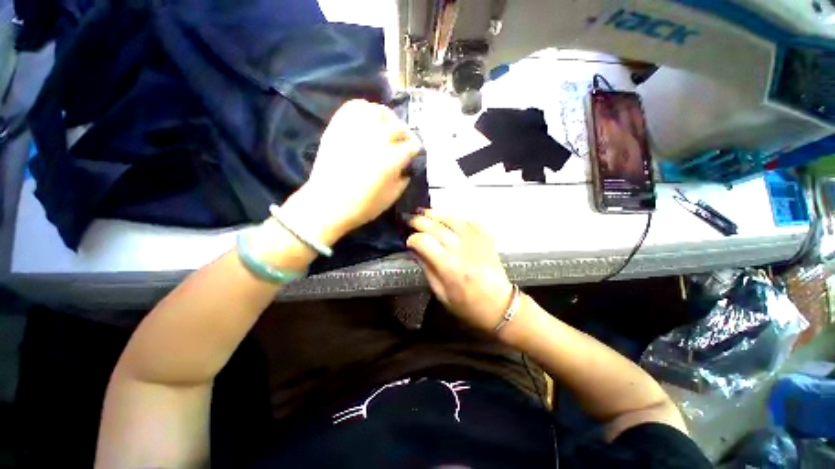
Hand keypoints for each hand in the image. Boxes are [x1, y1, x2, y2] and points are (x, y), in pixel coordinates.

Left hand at [285, 99, 421, 245]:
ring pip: (379, 112)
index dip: (415, 150)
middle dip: (405, 135)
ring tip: (388, 127)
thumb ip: (403, 179)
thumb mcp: (391, 197)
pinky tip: (370, 120)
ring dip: (388, 118)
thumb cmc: (362, 206)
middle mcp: (377, 139)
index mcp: (391, 159)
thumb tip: (406, 167)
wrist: (327, 204)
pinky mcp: (339, 127)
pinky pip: (355, 107)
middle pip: (398, 127)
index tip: (415, 153)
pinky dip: (366, 109)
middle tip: (403, 143)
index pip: (411, 147)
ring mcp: (356, 130)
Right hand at [407, 210, 513, 332]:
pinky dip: (459, 218)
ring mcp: (477, 243)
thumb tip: (417, 251)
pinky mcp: (487, 240)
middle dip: (421, 221)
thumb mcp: (442, 294)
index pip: (425, 243)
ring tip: (426, 212)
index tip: (409, 241)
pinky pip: (472, 222)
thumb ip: (428, 270)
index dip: (413, 239)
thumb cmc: (468, 305)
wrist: (500, 306)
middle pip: (437, 228)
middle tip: (411, 220)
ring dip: (438, 214)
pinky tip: (450, 218)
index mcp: (450, 268)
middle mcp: (463, 251)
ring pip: (454, 220)